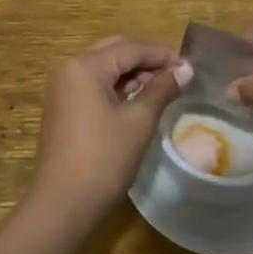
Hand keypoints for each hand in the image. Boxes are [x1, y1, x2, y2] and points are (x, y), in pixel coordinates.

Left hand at [26, 37, 191, 233]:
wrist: (62, 205)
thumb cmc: (104, 159)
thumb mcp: (139, 121)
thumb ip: (162, 89)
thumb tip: (185, 69)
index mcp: (85, 66)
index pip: (130, 48)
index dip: (161, 54)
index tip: (189, 66)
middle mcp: (69, 69)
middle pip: (114, 52)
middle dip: (146, 61)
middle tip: (176, 75)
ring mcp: (63, 89)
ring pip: (104, 69)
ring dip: (132, 74)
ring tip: (163, 89)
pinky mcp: (63, 108)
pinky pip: (94, 86)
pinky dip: (117, 88)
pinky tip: (138, 101)